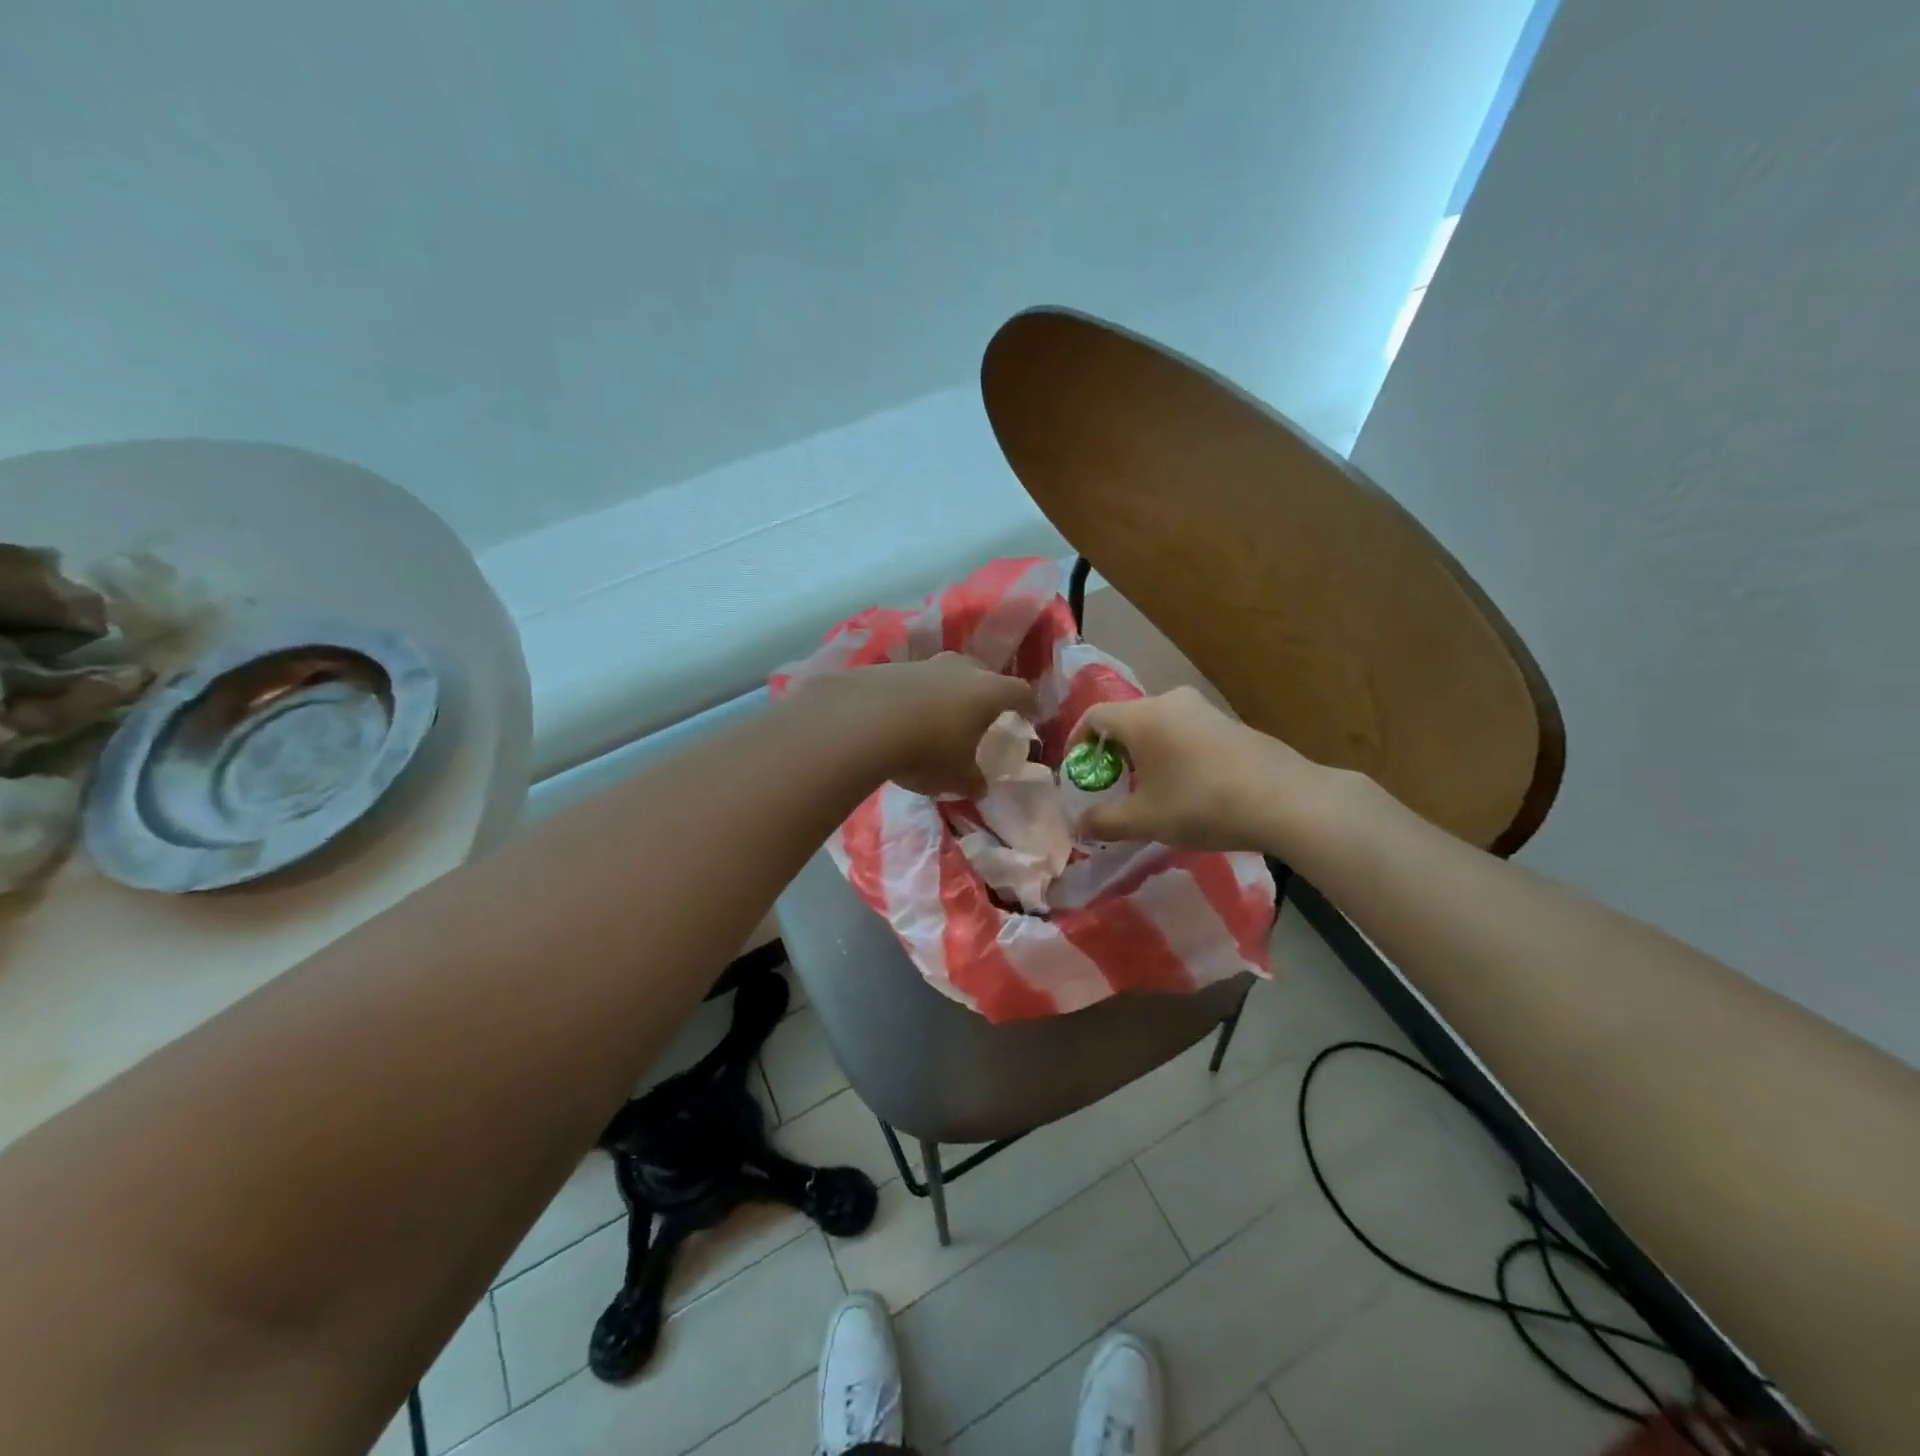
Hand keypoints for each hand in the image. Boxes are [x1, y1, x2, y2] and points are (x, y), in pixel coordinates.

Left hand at [806, 654, 1037, 797]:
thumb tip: (980, 787)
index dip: (1027, 704)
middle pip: (981, 673)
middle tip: (982, 711)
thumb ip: (973, 780)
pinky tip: (901, 717)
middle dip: (985, 691)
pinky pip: (910, 682)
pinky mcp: (888, 669)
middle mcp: (959, 670)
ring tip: (939, 716)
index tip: (1030, 715)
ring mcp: (922, 665)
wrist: (863, 722)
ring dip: (945, 692)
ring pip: (943, 673)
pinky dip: (912, 697)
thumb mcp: (956, 776)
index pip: (1019, 692)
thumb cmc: (928, 750)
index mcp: (987, 692)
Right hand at [1069, 686, 1322, 850]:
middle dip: (1112, 752)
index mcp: (1142, 717)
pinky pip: (1186, 732)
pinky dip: (1173, 753)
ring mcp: (1204, 709)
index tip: (1077, 771)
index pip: (1093, 716)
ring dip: (1144, 754)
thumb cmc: (1201, 804)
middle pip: (1127, 720)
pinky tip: (1187, 787)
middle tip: (1111, 785)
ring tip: (1148, 789)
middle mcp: (1170, 701)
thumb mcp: (1145, 820)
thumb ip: (1105, 821)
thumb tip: (1080, 824)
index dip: (1077, 743)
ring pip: (1158, 726)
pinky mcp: (1230, 723)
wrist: (1285, 800)